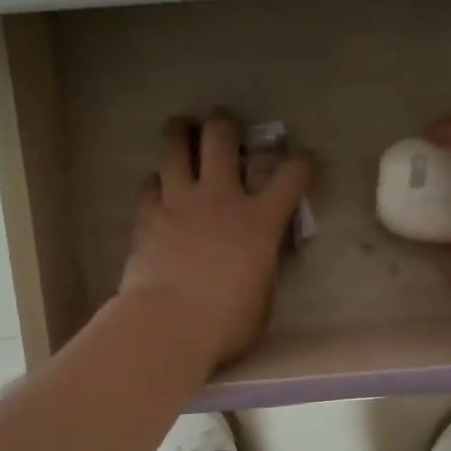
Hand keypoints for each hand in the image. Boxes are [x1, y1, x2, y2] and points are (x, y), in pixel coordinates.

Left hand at [118, 113, 312, 373]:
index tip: (304, 161)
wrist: (169, 326)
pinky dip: (157, 182)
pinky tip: (160, 190)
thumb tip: (264, 255)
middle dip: (226, 124)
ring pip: (175, 144)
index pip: (291, 174)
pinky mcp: (147, 215)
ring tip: (183, 132)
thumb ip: (265, 265)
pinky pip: (149, 182)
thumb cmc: (226, 323)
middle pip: (221, 135)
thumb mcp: (263, 296)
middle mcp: (220, 198)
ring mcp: (179, 201)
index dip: (302, 161)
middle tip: (225, 128)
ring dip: (181, 132)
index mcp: (260, 220)